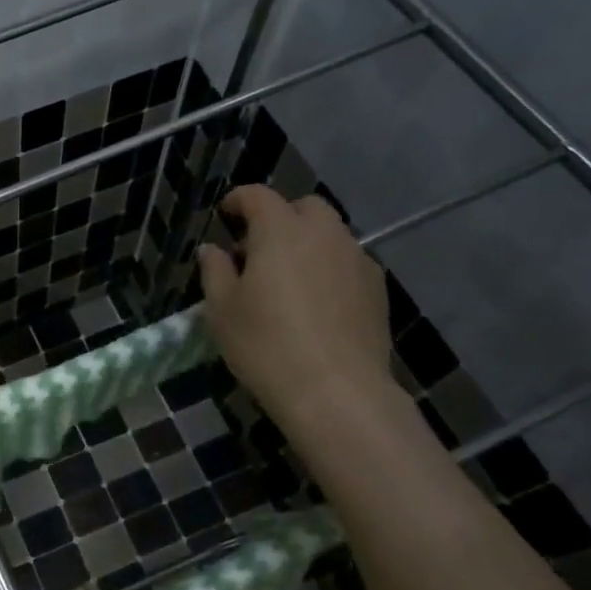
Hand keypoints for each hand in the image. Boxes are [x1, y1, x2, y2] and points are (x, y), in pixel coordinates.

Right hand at [198, 186, 395, 427]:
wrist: (337, 392)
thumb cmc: (266, 346)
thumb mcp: (222, 310)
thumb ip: (215, 271)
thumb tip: (213, 250)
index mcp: (281, 232)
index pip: (259, 196)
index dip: (239, 200)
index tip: (226, 213)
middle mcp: (324, 235)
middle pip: (304, 208)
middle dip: (280, 217)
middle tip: (258, 249)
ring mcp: (356, 259)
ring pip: (330, 234)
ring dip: (307, 243)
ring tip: (288, 279)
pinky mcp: (377, 288)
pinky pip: (348, 262)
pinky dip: (329, 268)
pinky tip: (317, 302)